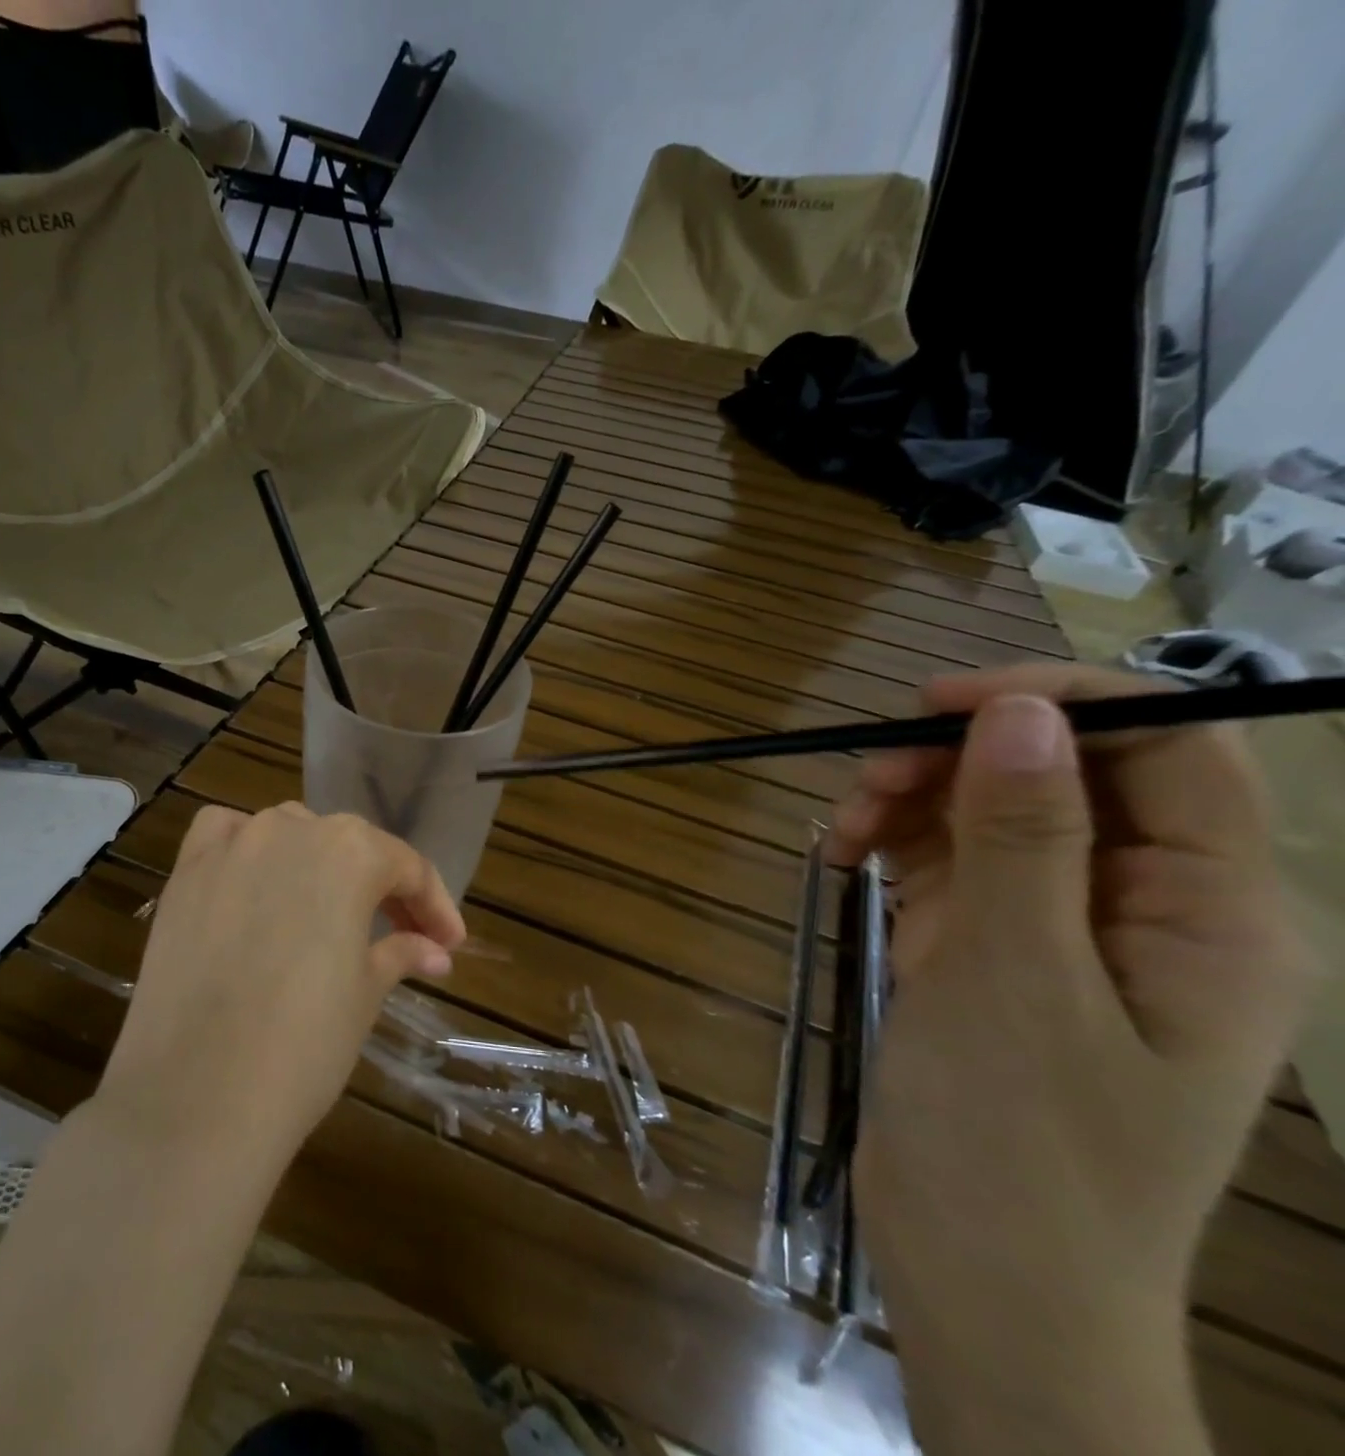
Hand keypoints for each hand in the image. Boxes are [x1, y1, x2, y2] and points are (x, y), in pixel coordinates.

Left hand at [96, 802, 466, 1169]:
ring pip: (289, 833)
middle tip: (401, 935)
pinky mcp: (185, 871)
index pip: (406, 867)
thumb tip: (433, 950)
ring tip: (327, 911)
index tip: (448, 944)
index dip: (434, 906)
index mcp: (350, 852)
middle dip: (380, 887)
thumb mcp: (365, 993)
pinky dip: (246, 847)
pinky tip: (253, 878)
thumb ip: (400, 952)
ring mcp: (232, 845)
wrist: (198, 1096)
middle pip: (349, 846)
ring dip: (316, 864)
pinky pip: (224, 835)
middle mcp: (291, 828)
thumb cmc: (304, 1044)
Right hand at [827, 665, 1314, 1449]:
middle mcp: (1144, 908)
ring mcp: (1058, 929)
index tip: (937, 702)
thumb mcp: (1016, 977)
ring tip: (841, 829)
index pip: (1170, 751)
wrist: (978, 1273)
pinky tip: (841, 857)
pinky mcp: (989, 950)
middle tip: (866, 778)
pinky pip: (945, 862)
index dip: (1058, 703)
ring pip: (990, 814)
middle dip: (959, 760)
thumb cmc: (1020, 1140)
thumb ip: (1025, 838)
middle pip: (1062, 776)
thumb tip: (1019, 713)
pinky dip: (892, 846)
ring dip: (912, 801)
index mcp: (1208, 915)